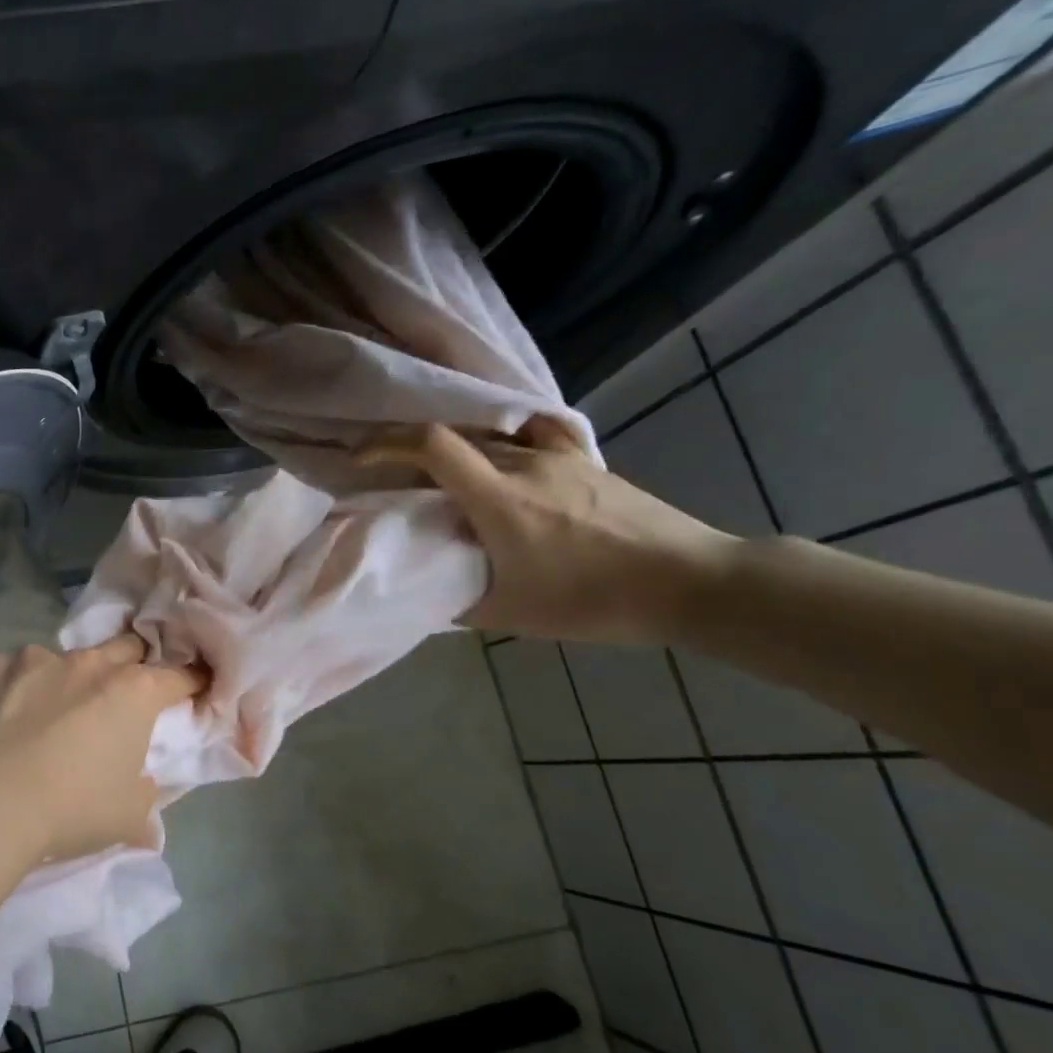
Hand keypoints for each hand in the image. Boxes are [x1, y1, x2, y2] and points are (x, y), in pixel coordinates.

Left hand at [0, 636, 203, 859]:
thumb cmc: (70, 808)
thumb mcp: (127, 817)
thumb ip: (145, 796)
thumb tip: (144, 790)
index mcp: (133, 692)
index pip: (178, 676)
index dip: (189, 683)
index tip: (192, 689)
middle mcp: (88, 663)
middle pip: (125, 648)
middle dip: (132, 665)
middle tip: (123, 694)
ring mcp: (35, 659)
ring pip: (64, 657)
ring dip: (67, 678)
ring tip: (50, 711)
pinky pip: (11, 669)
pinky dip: (15, 686)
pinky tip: (1, 714)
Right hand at [365, 418, 739, 643]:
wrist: (693, 583)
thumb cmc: (595, 601)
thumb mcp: (512, 615)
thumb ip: (457, 601)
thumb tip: (425, 594)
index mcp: (499, 499)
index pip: (431, 445)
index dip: (385, 443)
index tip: (359, 458)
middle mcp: (525, 464)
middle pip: (453, 440)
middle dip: (412, 455)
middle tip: (395, 484)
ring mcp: (559, 457)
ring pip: (488, 442)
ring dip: (456, 457)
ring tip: (446, 484)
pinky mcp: (585, 462)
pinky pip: (530, 437)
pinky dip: (503, 444)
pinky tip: (505, 462)